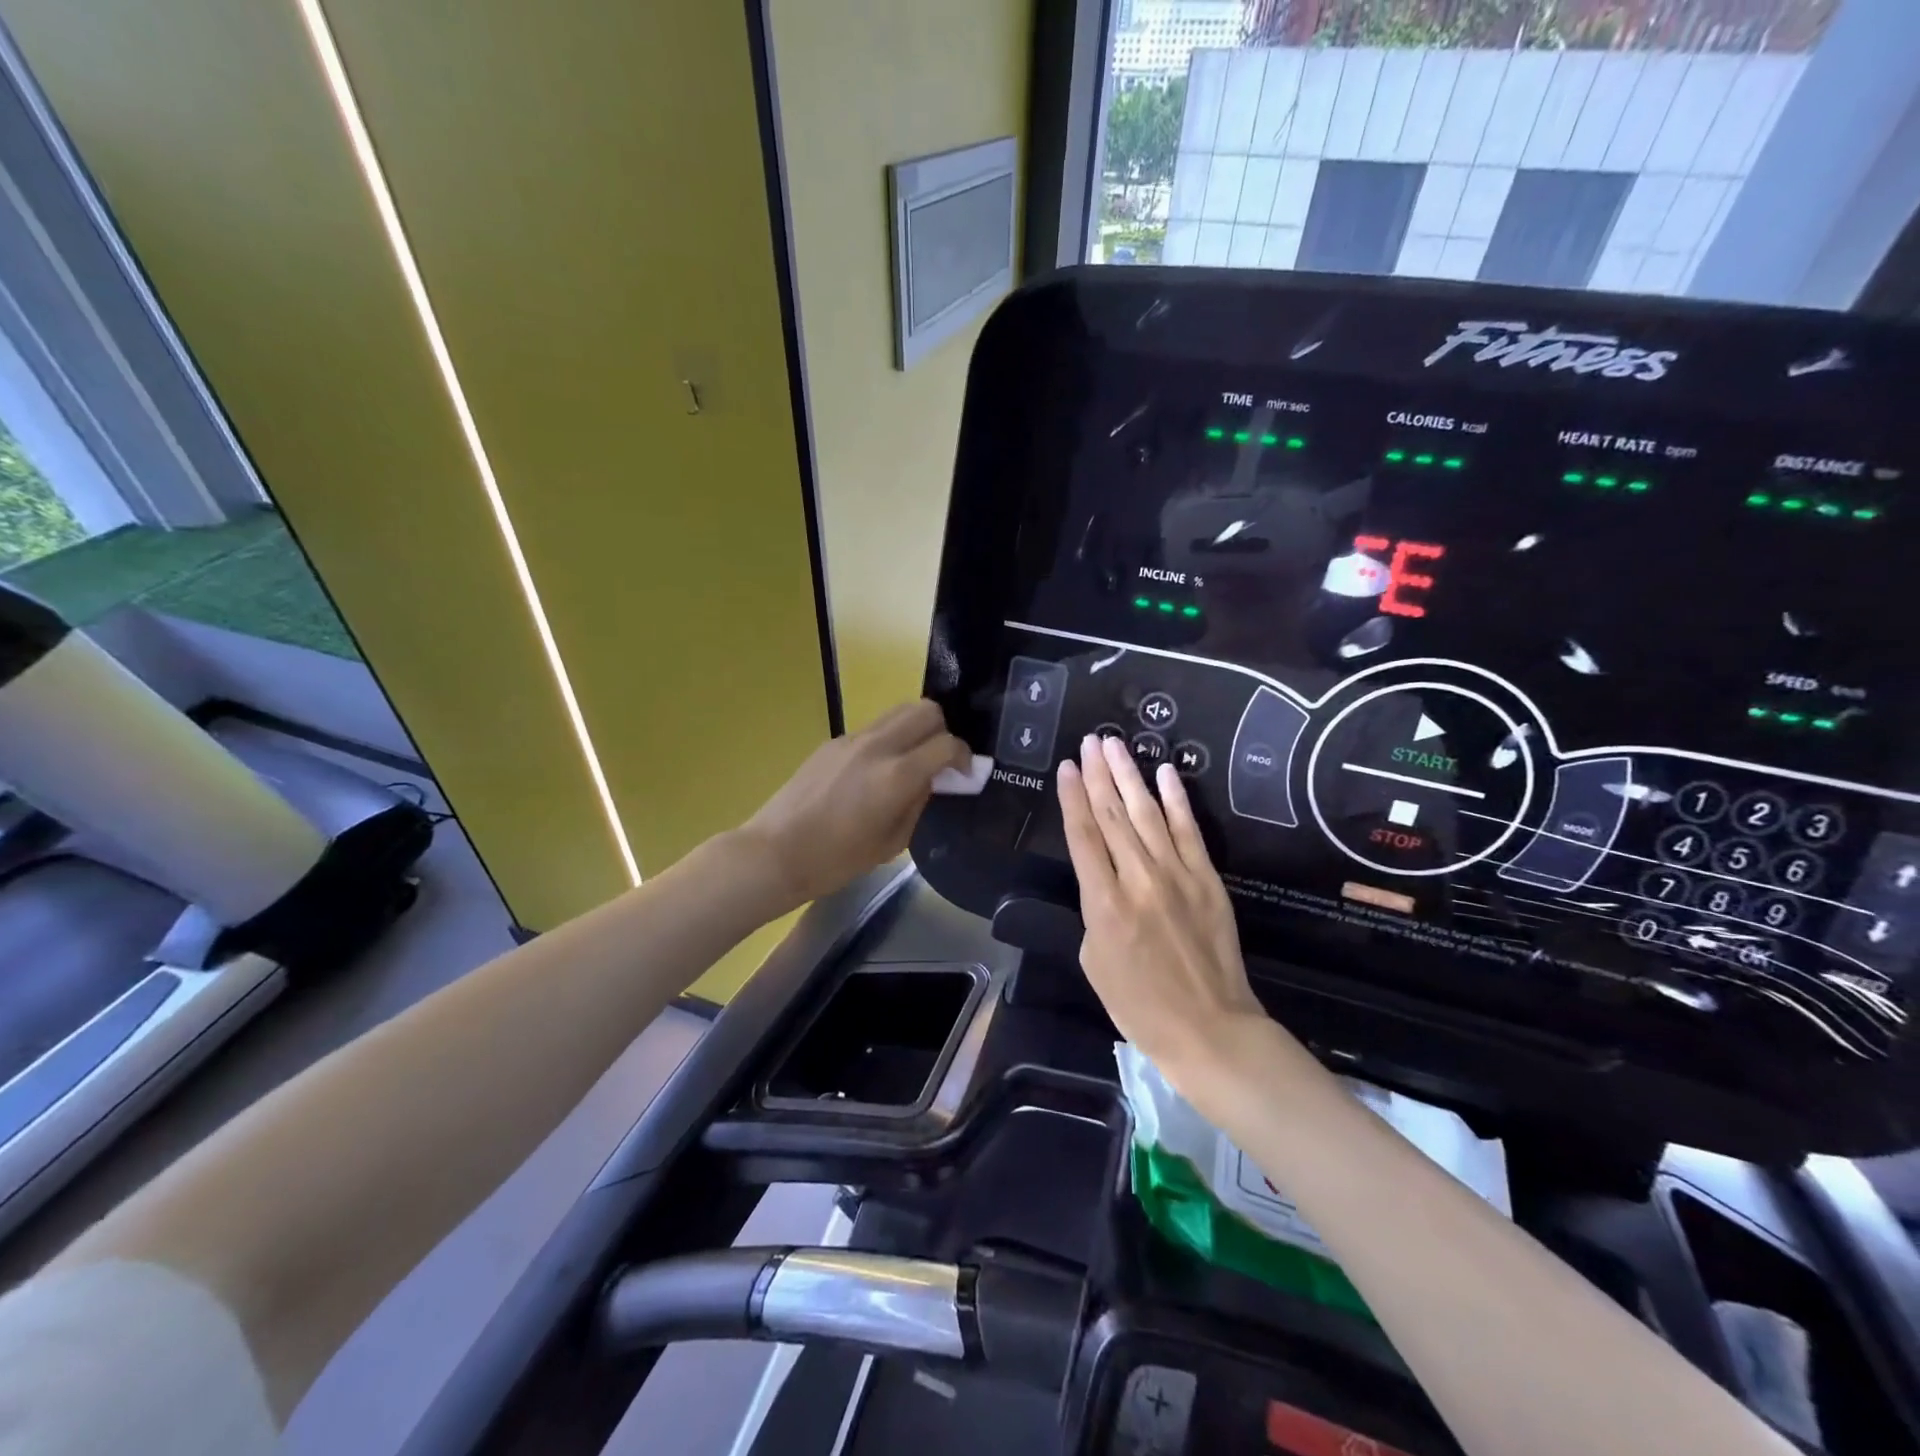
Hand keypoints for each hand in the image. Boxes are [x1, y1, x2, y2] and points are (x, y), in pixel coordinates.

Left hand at [741, 700, 969, 908]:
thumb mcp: (891, 842)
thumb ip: (918, 804)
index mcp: (897, 775)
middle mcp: (878, 746)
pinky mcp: (832, 742)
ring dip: (915, 729)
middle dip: (943, 730)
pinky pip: (873, 728)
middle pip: (926, 710)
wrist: (775, 853)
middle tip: (939, 761)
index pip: (947, 744)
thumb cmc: (836, 860)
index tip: (964, 774)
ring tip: (911, 761)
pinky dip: (888, 740)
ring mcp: (852, 739)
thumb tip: (931, 781)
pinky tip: (876, 772)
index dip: (964, 757)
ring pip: (898, 711)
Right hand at [1057, 733, 1265, 1076]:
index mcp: (1104, 903)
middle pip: (1113, 815)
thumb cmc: (1139, 1004)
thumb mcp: (1094, 961)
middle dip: (1098, 774)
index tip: (1067, 766)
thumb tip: (1103, 880)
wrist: (1209, 1026)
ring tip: (1115, 745)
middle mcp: (1138, 878)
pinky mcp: (1207, 878)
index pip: (1083, 836)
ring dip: (1130, 775)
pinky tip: (1166, 772)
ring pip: (1148, 812)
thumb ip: (1094, 911)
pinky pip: (1189, 830)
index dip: (1072, 797)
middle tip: (1090, 741)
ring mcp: (1177, 874)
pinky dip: (1177, 799)